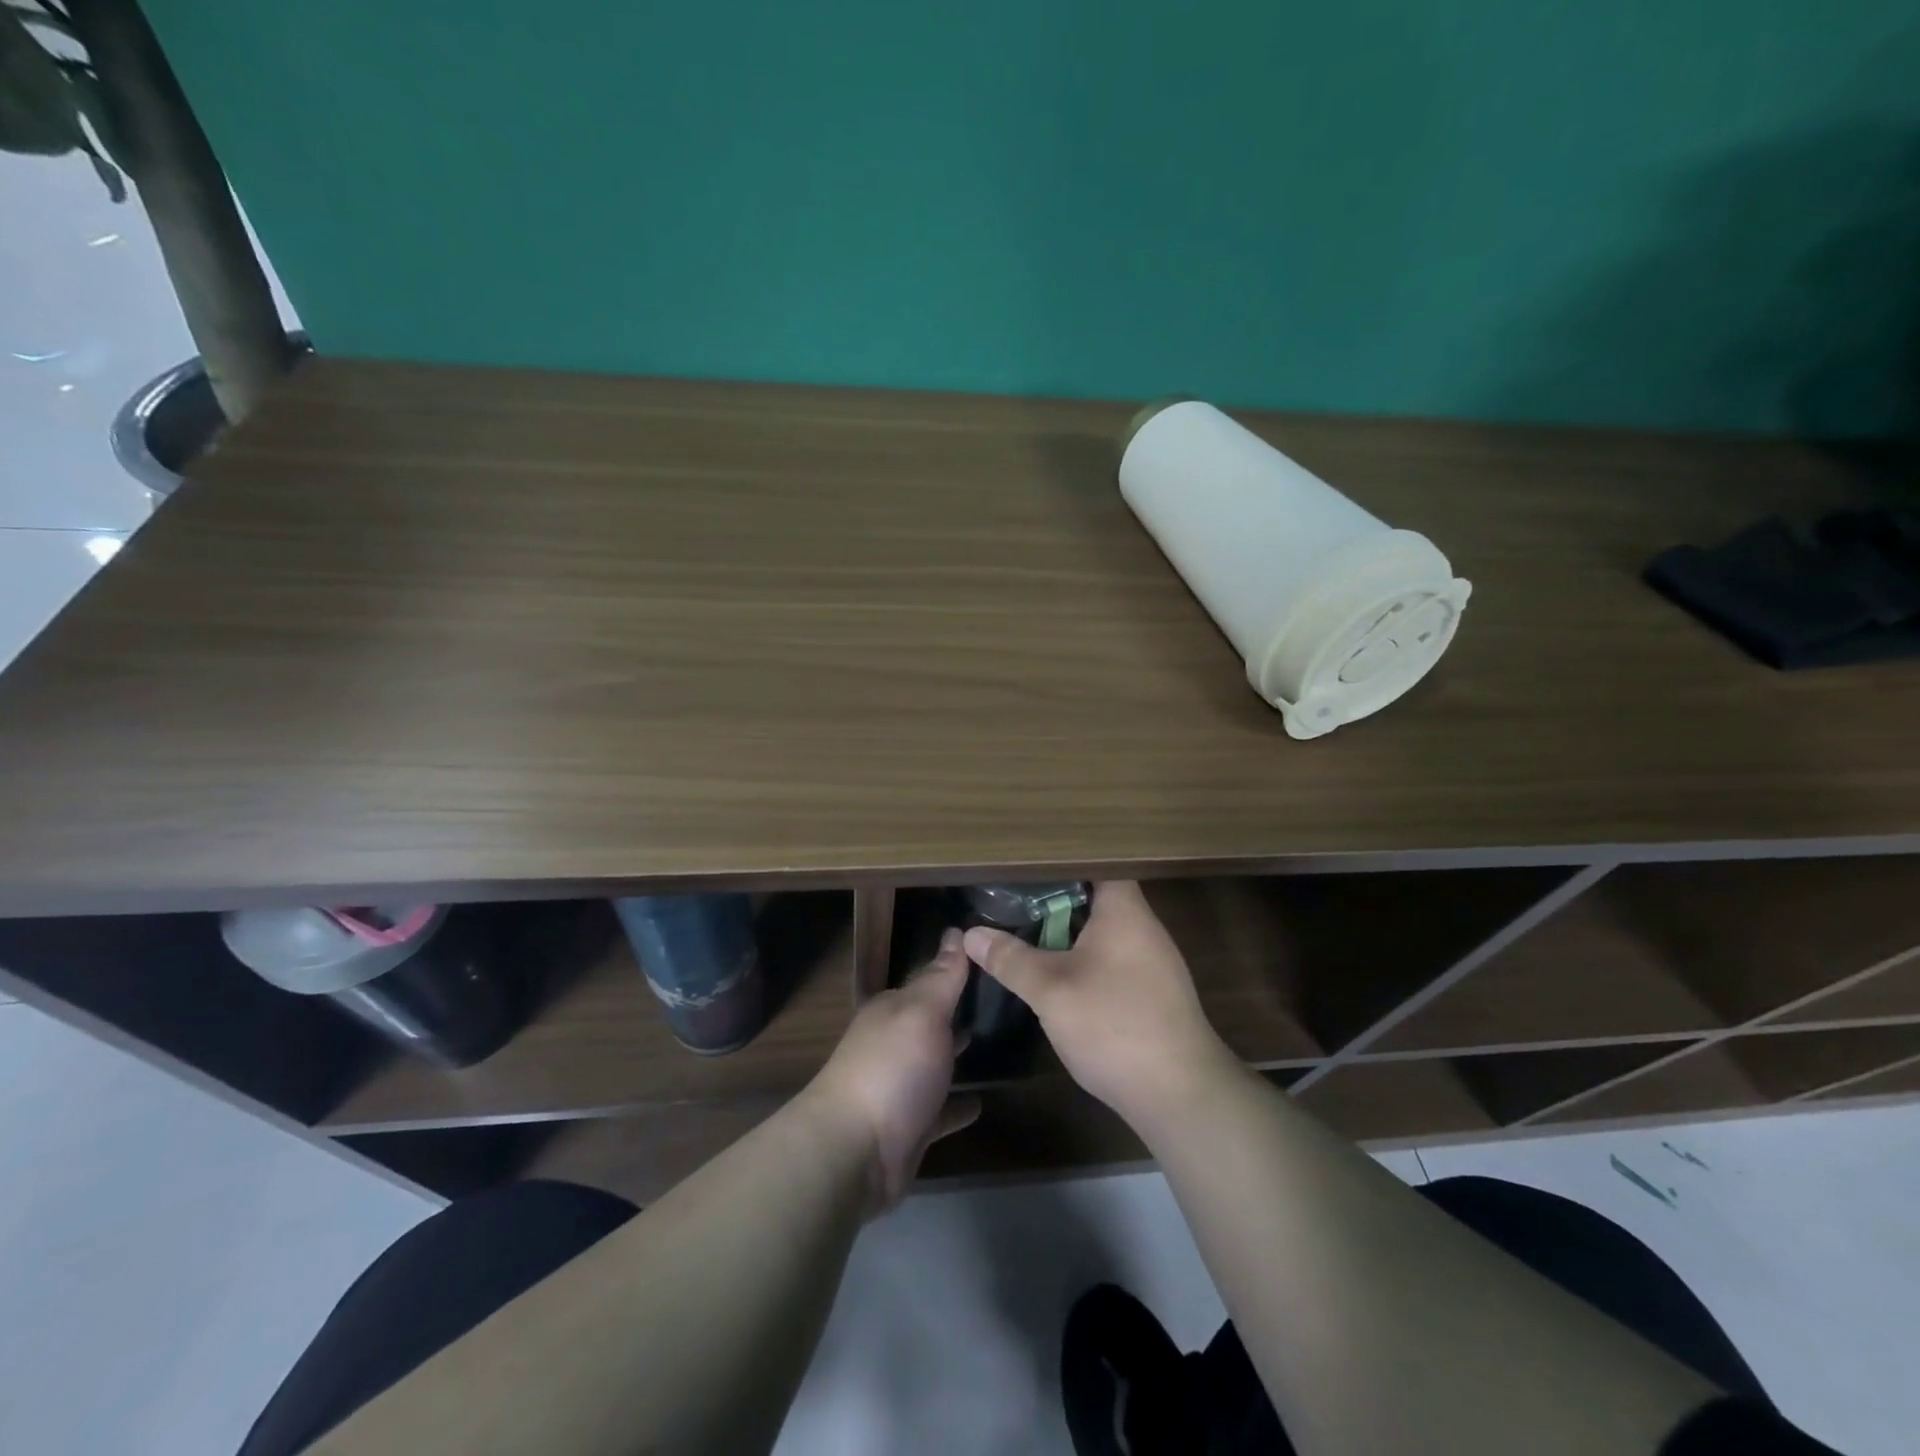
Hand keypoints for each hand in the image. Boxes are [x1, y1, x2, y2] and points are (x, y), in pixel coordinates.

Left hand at [805, 928, 979, 1212]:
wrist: (854, 1153)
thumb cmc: (891, 1069)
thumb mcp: (921, 1013)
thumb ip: (942, 977)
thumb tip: (954, 931)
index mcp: (892, 1011)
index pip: (929, 981)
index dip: (957, 970)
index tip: (992, 961)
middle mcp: (892, 1043)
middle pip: (931, 1023)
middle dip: (960, 1013)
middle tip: (1003, 1002)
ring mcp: (899, 1088)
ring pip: (935, 1064)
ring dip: (959, 1057)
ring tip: (999, 1046)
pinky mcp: (909, 1128)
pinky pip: (940, 1111)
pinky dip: (958, 1106)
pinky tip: (983, 1103)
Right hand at [963, 881, 1234, 1129]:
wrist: (1180, 1094)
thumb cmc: (1114, 1025)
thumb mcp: (1051, 990)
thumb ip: (1010, 959)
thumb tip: (971, 934)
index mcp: (1124, 910)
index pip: (1095, 861)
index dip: (1060, 858)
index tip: (1024, 860)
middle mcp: (1143, 926)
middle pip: (1096, 895)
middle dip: (1055, 895)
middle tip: (1012, 893)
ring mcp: (1151, 960)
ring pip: (1102, 929)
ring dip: (1068, 929)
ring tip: (1025, 925)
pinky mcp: (1152, 991)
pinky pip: (1111, 956)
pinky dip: (1083, 955)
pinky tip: (1057, 970)